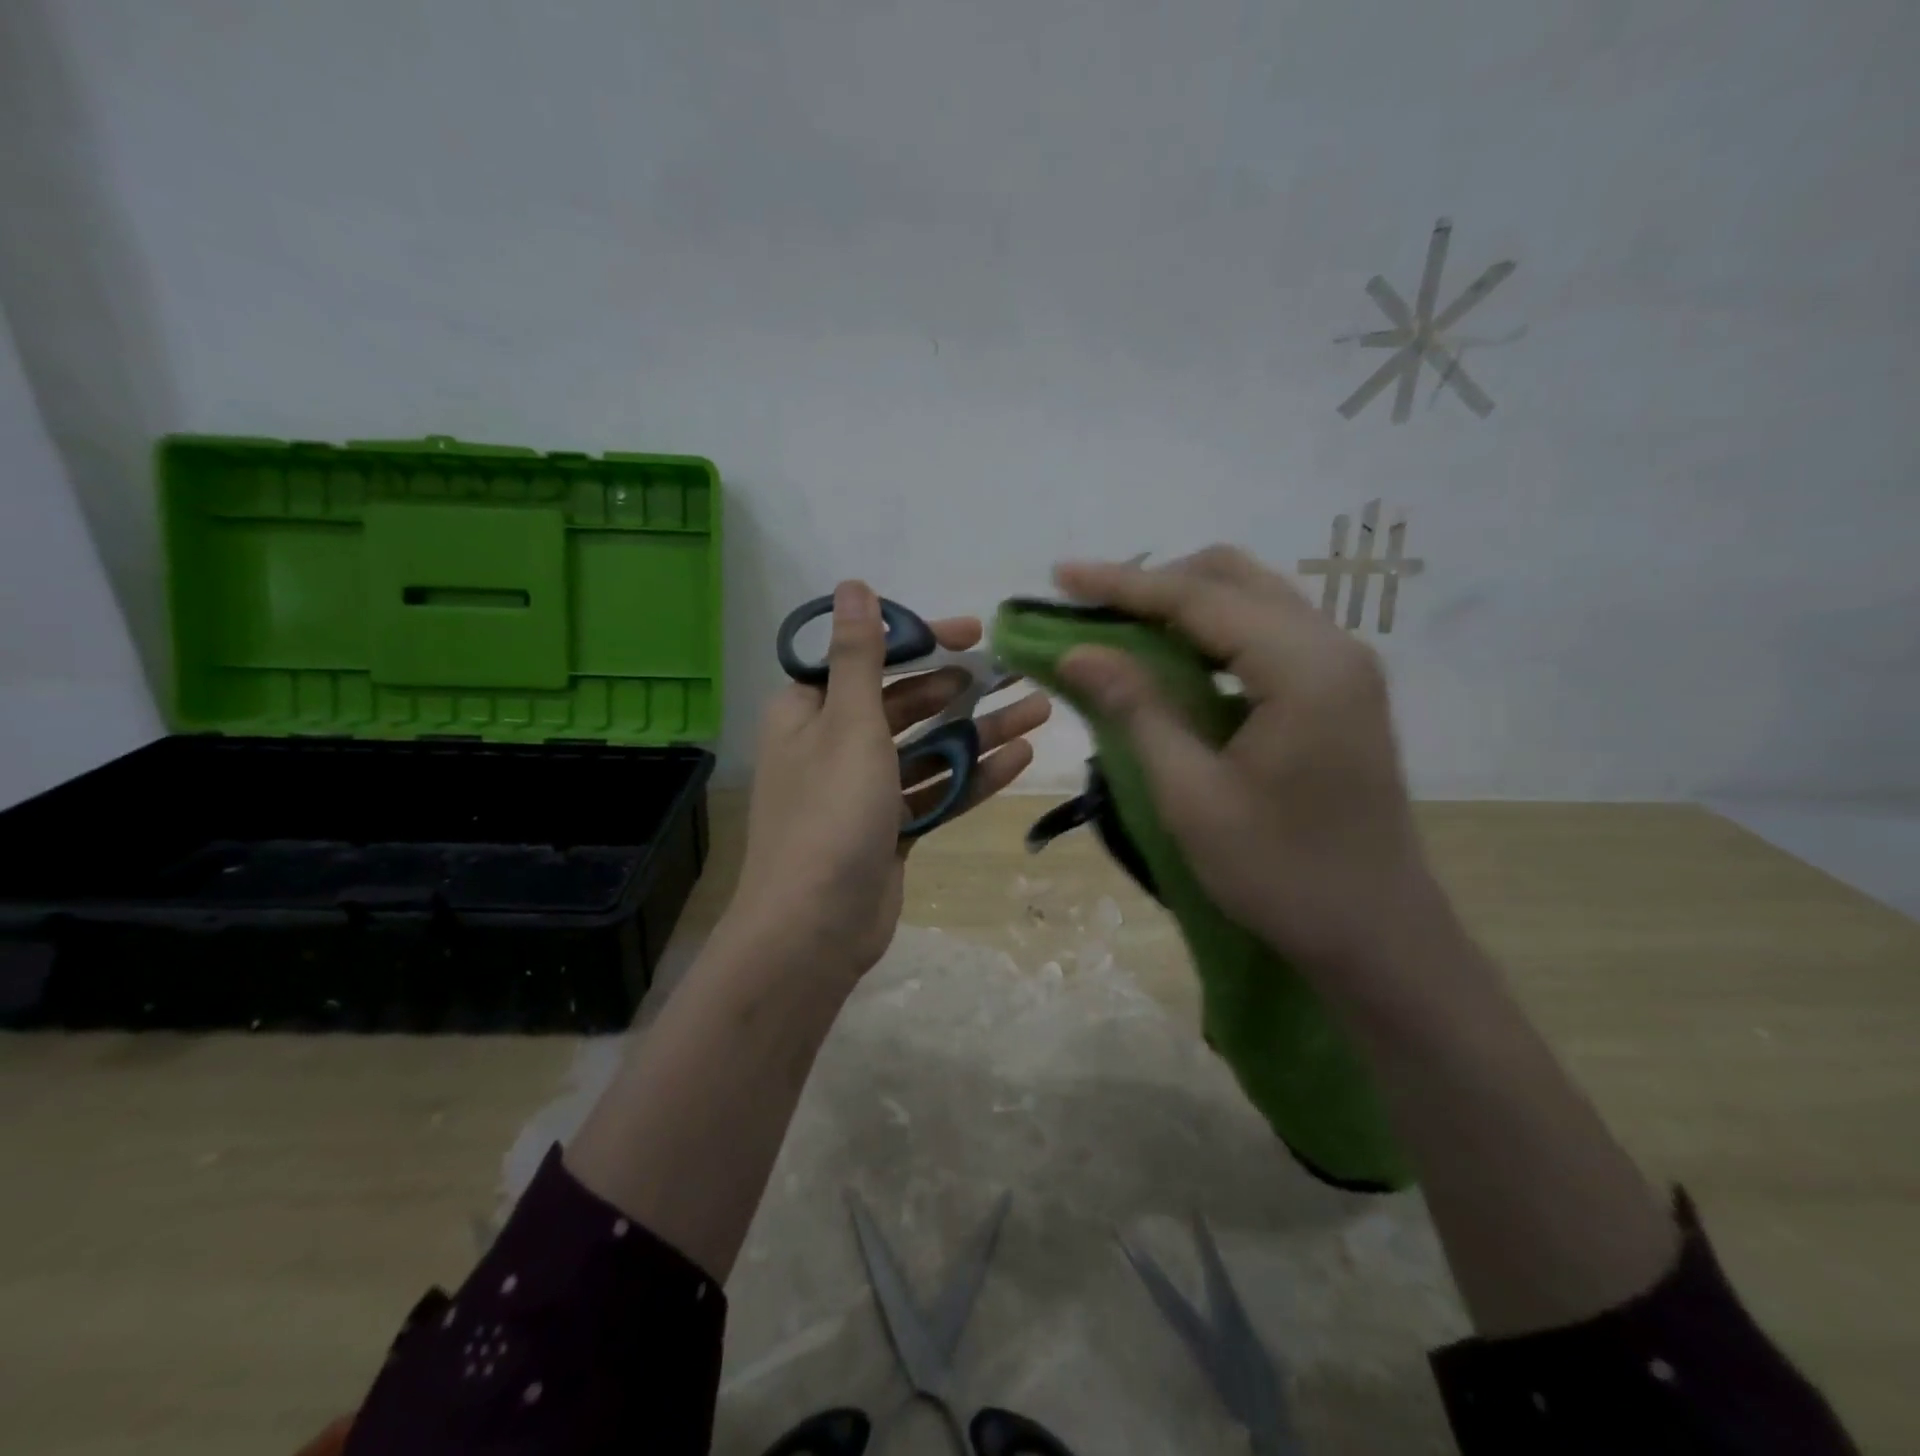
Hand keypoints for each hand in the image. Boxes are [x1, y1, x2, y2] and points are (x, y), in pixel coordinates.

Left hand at [727, 581, 1051, 979]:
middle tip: (1018, 673)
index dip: (919, 641)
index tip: (971, 633)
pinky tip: (1020, 758)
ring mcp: (865, 790)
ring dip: (980, 730)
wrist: (814, 929)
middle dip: (961, 688)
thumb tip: (853, 584)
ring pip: (929, 748)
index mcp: (809, 711)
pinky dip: (972, 776)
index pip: (867, 658)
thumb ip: (859, 655)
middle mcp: (834, 743)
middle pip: (906, 703)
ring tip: (1040, 710)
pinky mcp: (891, 829)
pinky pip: (936, 791)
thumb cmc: (829, 814)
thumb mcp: (849, 724)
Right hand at [1054, 547, 1433, 986]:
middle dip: (1155, 584)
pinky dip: (1213, 633)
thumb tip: (1077, 651)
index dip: (1122, 584)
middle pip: (1233, 578)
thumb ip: (1136, 710)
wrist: (1378, 936)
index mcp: (1303, 668)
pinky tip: (1175, 661)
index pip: (1199, 599)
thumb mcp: (1191, 796)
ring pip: (1253, 599)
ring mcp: (1344, 667)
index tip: (1059, 577)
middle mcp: (1334, 647)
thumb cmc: (1280, 874)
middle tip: (1091, 611)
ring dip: (1184, 605)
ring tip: (1120, 630)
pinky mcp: (1341, 690)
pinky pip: (1268, 633)